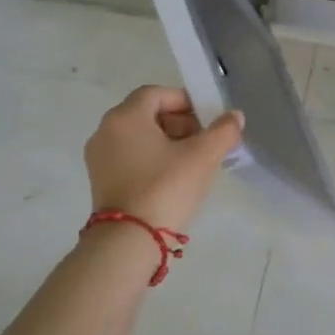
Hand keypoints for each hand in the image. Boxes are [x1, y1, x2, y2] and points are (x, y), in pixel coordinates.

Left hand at [84, 86, 243, 234]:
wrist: (129, 241)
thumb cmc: (166, 188)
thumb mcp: (203, 156)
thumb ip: (223, 130)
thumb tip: (234, 116)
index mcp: (125, 117)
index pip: (157, 94)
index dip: (186, 101)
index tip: (208, 119)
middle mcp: (106, 131)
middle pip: (148, 114)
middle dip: (180, 122)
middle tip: (205, 140)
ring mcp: (100, 157)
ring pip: (140, 136)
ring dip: (169, 141)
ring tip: (195, 161)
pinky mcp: (102, 180)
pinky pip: (131, 156)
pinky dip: (153, 158)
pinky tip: (175, 177)